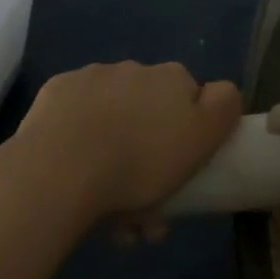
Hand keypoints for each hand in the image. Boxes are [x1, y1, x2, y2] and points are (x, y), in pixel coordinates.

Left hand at [9, 61, 240, 223]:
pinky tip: (74, 176)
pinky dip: (79, 142)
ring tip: (105, 209)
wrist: (60, 168)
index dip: (187, 136)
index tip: (178, 174)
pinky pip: (76, 120)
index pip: (190, 100)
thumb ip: (223, 106)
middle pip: (149, 112)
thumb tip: (221, 91)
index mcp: (171, 78)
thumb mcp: (202, 137)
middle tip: (142, 209)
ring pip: (112, 118)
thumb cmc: (140, 160)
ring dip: (114, 153)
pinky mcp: (55, 94)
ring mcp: (92, 78)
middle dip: (147, 154)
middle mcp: (134, 68)